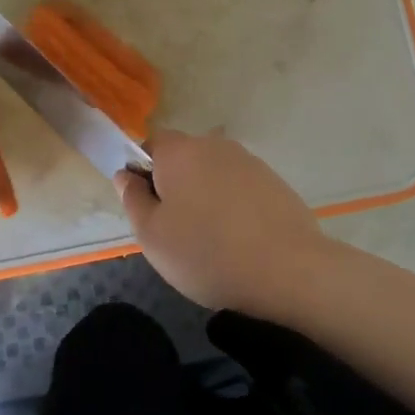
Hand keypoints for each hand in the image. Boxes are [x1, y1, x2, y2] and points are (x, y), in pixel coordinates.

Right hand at [114, 129, 333, 313]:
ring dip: (206, 195)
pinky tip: (240, 239)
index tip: (149, 208)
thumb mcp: (152, 236)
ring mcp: (248, 160)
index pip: (150, 145)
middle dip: (175, 185)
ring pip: (213, 172)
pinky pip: (240, 187)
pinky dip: (234, 205)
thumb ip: (133, 199)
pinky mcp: (273, 180)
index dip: (143, 173)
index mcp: (178, 151)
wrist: (288, 269)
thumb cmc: (207, 252)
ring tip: (212, 238)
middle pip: (183, 157)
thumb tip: (126, 175)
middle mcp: (213, 145)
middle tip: (176, 229)